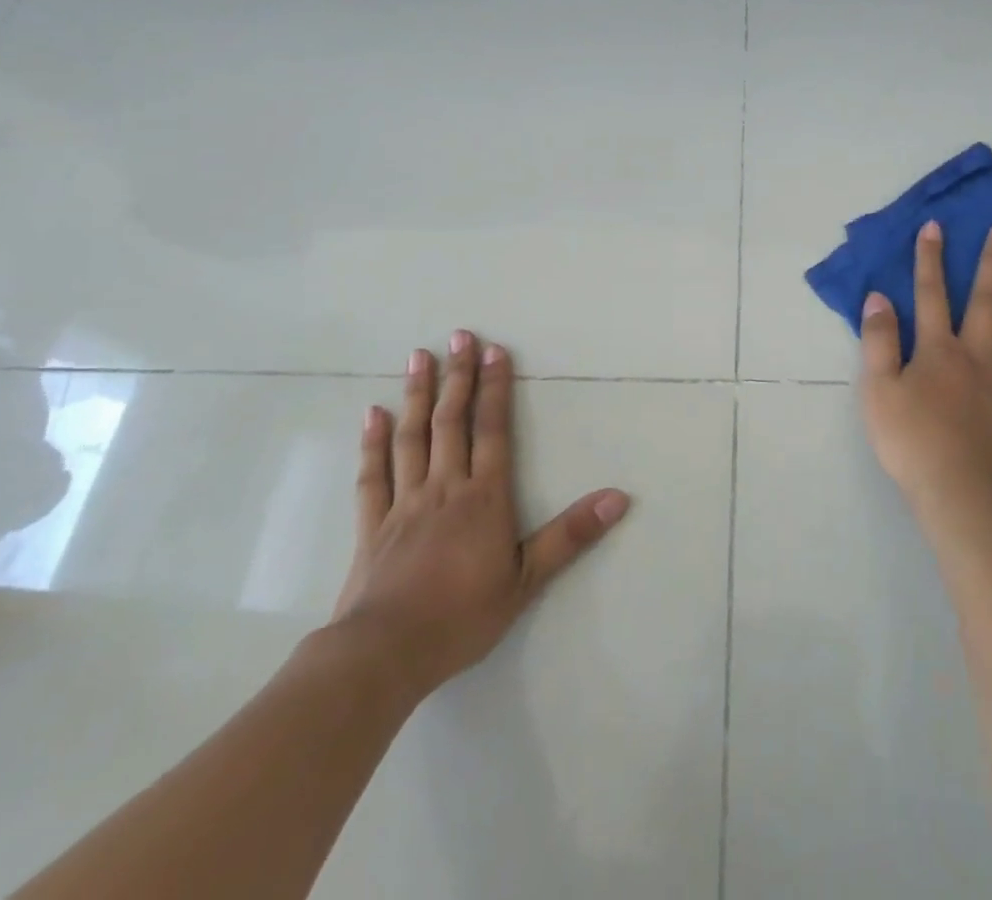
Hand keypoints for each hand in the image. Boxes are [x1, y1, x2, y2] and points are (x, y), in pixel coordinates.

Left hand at [327, 332, 629, 702]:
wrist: (384, 655)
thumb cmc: (462, 616)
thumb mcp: (526, 580)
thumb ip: (571, 535)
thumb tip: (619, 498)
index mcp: (483, 497)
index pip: (492, 430)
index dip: (495, 388)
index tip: (494, 350)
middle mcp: (444, 487)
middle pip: (451, 421)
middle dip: (457, 376)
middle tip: (458, 335)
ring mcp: (404, 502)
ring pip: (412, 436)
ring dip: (417, 394)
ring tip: (419, 356)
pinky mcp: (372, 524)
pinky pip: (373, 474)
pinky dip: (373, 442)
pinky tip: (373, 413)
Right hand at [858, 220, 991, 524]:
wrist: (961, 494)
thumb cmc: (912, 442)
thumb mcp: (877, 391)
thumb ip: (878, 342)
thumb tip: (879, 298)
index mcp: (937, 350)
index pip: (931, 294)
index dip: (930, 259)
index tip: (936, 226)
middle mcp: (977, 355)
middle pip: (986, 301)